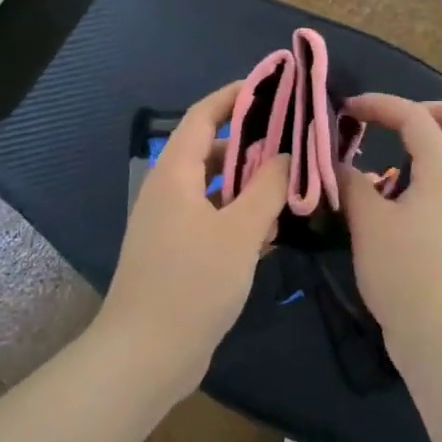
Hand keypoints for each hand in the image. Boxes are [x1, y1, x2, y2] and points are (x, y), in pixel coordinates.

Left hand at [102, 82, 289, 384]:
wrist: (146, 355)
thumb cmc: (193, 283)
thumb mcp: (240, 231)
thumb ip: (269, 188)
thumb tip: (288, 155)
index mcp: (174, 174)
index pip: (204, 117)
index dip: (234, 96)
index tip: (272, 86)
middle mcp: (168, 192)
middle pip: (211, 151)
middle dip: (252, 143)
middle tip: (295, 140)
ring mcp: (170, 225)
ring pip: (215, 189)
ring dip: (250, 184)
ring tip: (293, 181)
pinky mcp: (178, 253)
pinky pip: (213, 219)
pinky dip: (241, 216)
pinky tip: (274, 228)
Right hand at [337, 94, 441, 356]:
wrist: (439, 331)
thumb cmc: (402, 271)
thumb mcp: (368, 222)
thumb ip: (352, 183)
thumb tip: (338, 164)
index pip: (416, 119)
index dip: (381, 105)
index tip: (348, 109)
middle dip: (440, 112)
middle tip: (404, 117)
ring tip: (410, 146)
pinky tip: (414, 185)